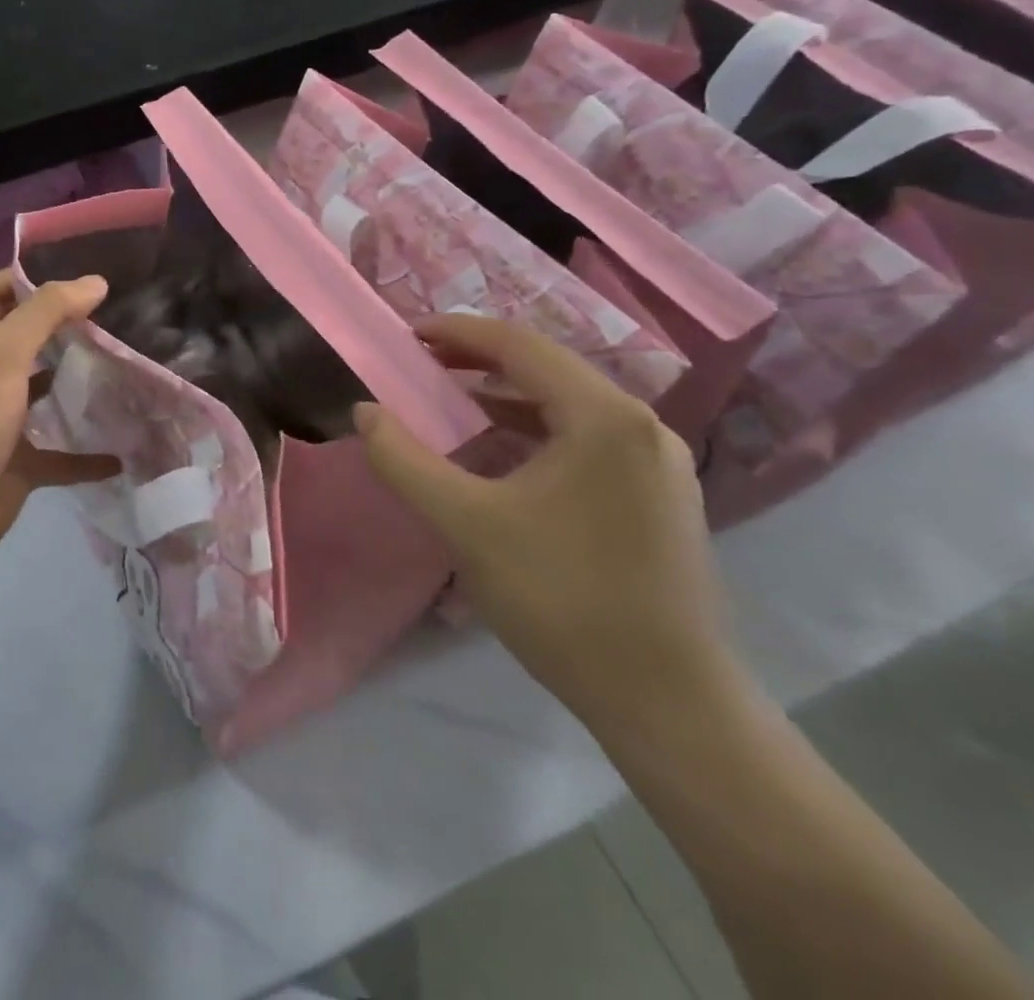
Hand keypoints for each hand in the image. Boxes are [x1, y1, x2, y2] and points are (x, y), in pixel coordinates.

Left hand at [0, 270, 120, 566]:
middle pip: (27, 344)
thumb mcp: (5, 353)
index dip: (19, 277)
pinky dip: (89, 458)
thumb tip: (95, 281)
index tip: (67, 271)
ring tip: (125, 377)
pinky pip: (63, 460)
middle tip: (113, 320)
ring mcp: (9, 426)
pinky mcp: (23, 468)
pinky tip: (120, 457)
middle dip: (63, 330)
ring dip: (80, 390)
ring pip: (48, 399)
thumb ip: (47, 312)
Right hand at [354, 315, 741, 732]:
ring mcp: (658, 462)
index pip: (520, 346)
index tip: (409, 333)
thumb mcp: (464, 523)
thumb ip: (404, 460)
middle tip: (423, 360)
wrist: (667, 702)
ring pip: (568, 404)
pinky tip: (503, 450)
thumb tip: (365, 411)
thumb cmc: (560, 599)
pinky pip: (586, 437)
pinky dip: (535, 428)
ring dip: (507, 394)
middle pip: (548, 368)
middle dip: (480, 358)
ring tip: (453, 398)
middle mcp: (640, 426)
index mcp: (603, 417)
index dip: (458, 332)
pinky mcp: (660, 496)